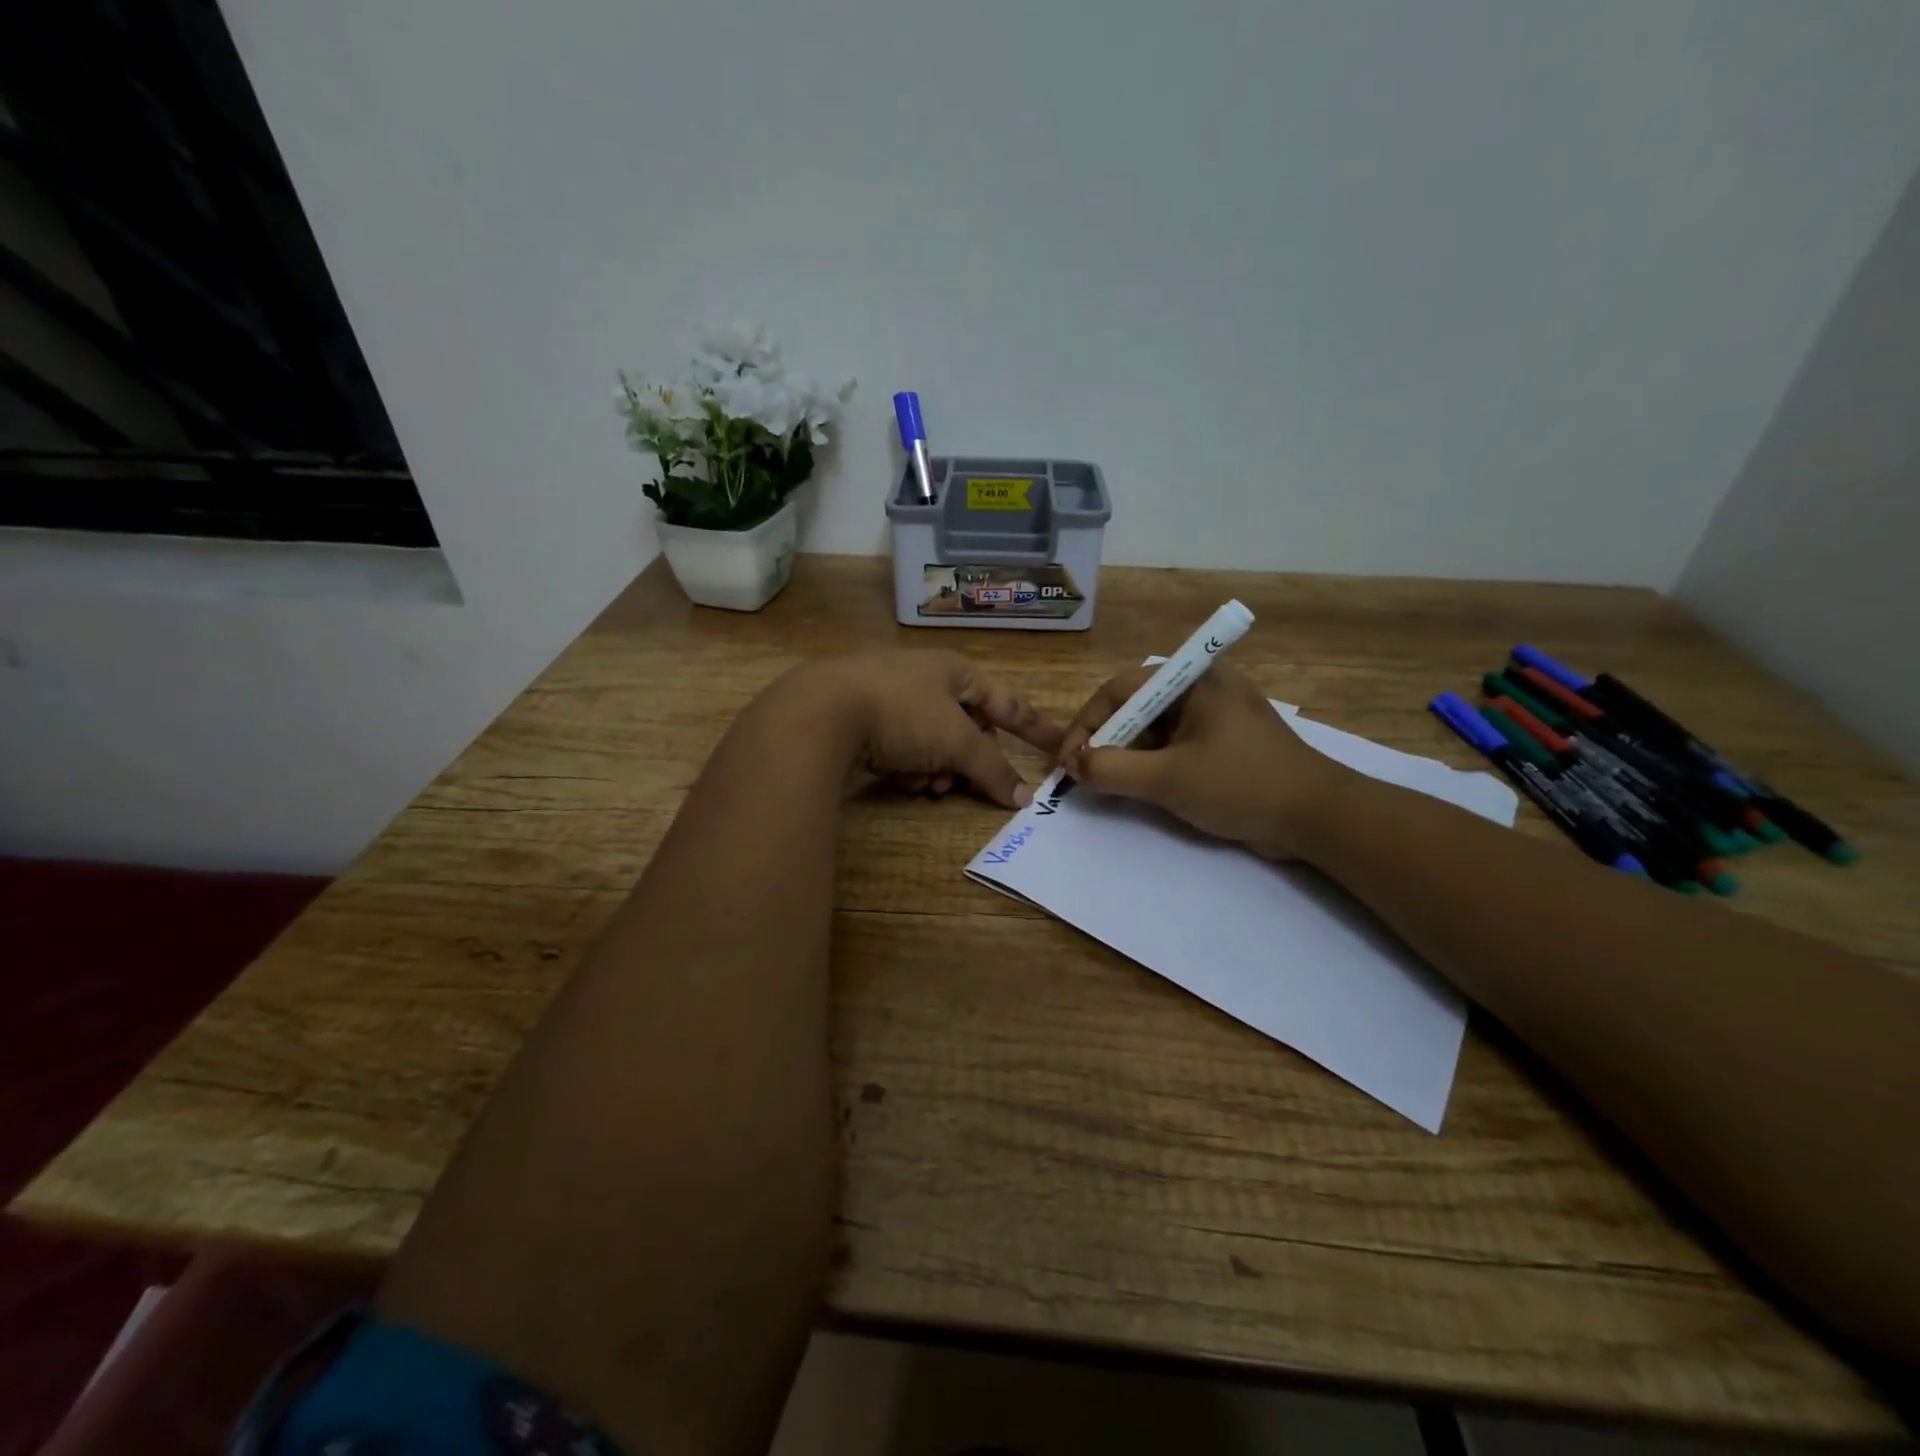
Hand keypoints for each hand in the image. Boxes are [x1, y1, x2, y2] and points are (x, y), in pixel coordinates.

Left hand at [794, 651, 1064, 808]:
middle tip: (960, 786)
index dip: (1033, 727)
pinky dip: (907, 767)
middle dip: (966, 762)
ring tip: (924, 786)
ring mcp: (891, 694)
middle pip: (967, 728)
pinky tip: (898, 780)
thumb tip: (1024, 797)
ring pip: (933, 742)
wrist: (821, 711)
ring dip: (936, 769)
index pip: (1007, 702)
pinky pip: (902, 746)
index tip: (1057, 746)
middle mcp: (926, 677)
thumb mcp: (956, 741)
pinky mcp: (862, 715)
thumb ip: (992, 769)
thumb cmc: (903, 714)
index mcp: (956, 670)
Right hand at [1058, 663, 1355, 858]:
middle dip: (1106, 741)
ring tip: (1108, 785)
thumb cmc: (1241, 784)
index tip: (1070, 760)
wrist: (1318, 817)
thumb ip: (1112, 771)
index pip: (1120, 689)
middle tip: (1086, 775)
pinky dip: (1151, 765)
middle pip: (1135, 707)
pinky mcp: (1223, 743)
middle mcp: (1202, 688)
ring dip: (1127, 756)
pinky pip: (1174, 746)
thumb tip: (1074, 766)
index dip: (1088, 723)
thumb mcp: (1168, 779)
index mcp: (1193, 680)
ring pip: (1153, 729)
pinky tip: (1139, 788)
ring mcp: (1215, 716)